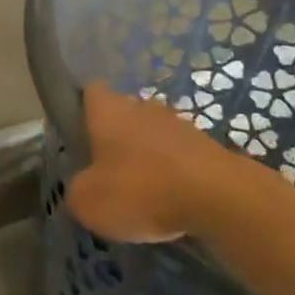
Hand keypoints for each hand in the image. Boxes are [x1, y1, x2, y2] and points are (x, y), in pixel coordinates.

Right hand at [67, 83, 242, 242]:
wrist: (217, 196)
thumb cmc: (141, 190)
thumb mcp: (88, 202)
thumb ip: (77, 190)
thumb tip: (83, 186)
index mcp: (108, 110)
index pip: (89, 92)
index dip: (81, 110)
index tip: (78, 137)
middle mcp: (142, 106)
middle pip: (121, 114)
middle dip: (114, 139)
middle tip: (106, 173)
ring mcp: (177, 122)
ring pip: (151, 135)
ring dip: (145, 157)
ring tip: (141, 194)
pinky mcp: (204, 144)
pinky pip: (177, 155)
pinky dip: (171, 173)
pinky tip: (171, 202)